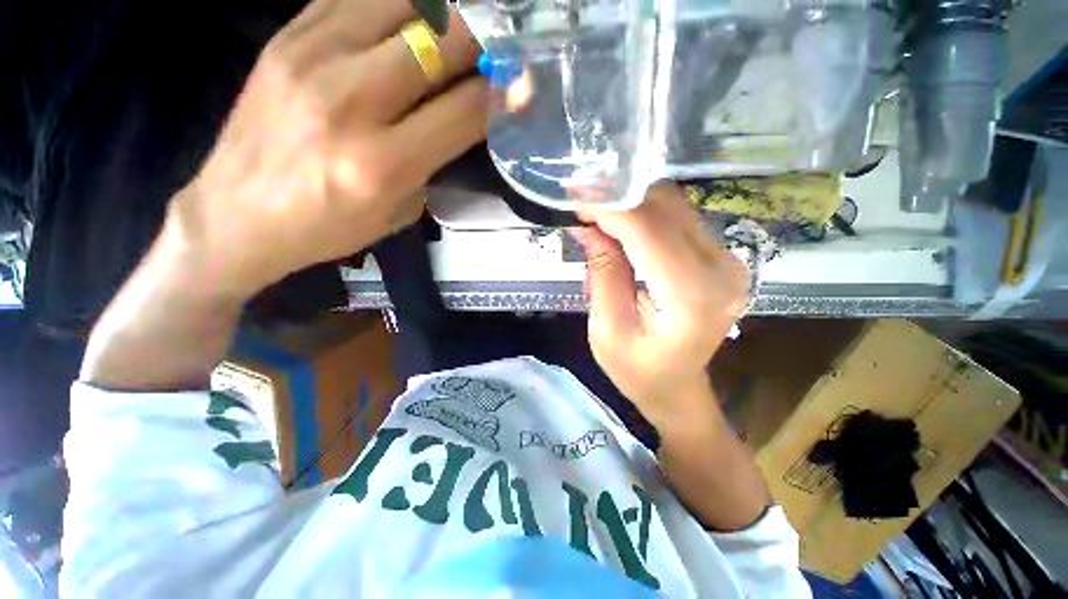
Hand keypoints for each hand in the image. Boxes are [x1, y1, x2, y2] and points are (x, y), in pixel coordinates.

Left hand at [166, 1, 486, 297]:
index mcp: (384, 163)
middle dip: (481, 39)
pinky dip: (393, 5)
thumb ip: (436, 160)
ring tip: (452, 34)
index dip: (503, 91)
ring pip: (401, 2)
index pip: (465, 109)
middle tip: (493, 49)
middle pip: (439, 40)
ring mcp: (312, 58)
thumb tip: (469, 115)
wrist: (238, 214)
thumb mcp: (400, 211)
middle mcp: (351, 101)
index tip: (522, 83)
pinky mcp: (286, 38)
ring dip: (440, 15)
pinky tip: (404, 24)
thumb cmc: (329, 227)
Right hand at [575, 183, 750, 432]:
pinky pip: (680, 219)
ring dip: (631, 204)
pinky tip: (621, 225)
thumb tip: (589, 225)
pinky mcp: (721, 258)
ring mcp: (727, 261)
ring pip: (674, 207)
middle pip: (666, 210)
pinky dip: (646, 215)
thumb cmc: (636, 369)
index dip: (609, 208)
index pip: (647, 230)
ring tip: (598, 214)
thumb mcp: (607, 328)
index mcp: (690, 296)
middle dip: (618, 199)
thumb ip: (602, 272)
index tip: (576, 198)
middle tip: (582, 204)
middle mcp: (720, 270)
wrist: (676, 386)